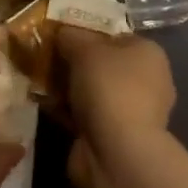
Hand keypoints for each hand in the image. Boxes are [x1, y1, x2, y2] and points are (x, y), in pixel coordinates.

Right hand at [55, 25, 174, 187]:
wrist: (117, 154)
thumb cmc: (109, 88)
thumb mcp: (85, 48)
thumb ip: (71, 36)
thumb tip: (62, 32)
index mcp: (149, 54)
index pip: (116, 36)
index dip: (89, 33)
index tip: (61, 35)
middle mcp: (147, 82)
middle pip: (103, 64)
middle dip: (75, 62)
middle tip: (46, 57)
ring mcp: (132, 113)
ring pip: (92, 91)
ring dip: (69, 88)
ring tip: (38, 79)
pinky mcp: (115, 138)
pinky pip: (86, 115)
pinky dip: (67, 111)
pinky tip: (44, 104)